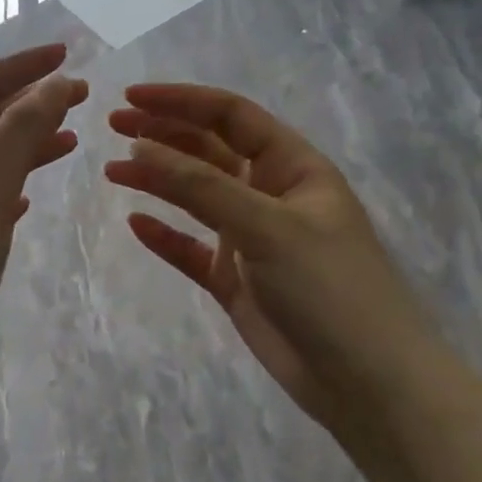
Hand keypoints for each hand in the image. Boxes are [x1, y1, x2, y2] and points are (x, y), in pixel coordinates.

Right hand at [105, 84, 435, 437]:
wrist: (368, 383)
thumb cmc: (328, 288)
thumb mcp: (266, 226)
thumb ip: (200, 186)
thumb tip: (139, 147)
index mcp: (293, 167)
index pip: (231, 117)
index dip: (181, 101)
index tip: (131, 98)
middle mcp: (271, 195)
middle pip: (209, 151)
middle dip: (163, 134)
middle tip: (113, 127)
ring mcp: (253, 239)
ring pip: (196, 197)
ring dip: (158, 180)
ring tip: (113, 170)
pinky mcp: (237, 280)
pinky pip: (192, 248)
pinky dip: (166, 235)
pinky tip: (136, 224)